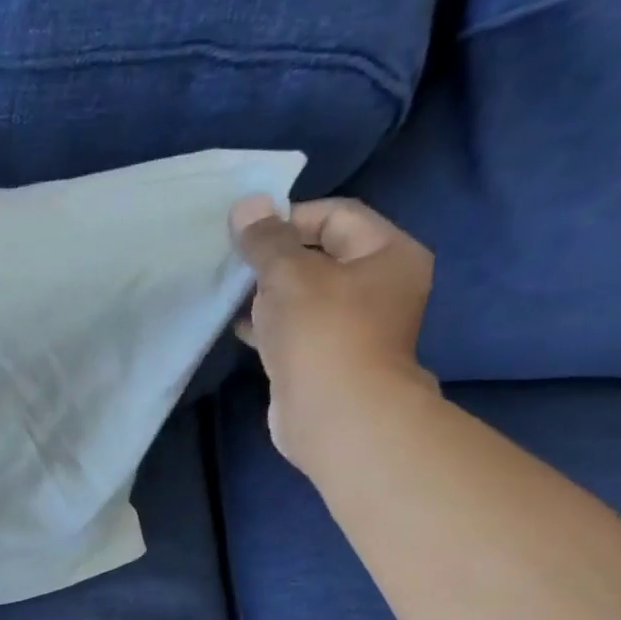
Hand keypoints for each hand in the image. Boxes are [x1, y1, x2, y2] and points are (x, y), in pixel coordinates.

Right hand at [229, 196, 438, 471]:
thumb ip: (266, 240)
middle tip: (235, 263)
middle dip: (276, 257)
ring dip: (269, 292)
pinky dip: (270, 324)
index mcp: (389, 254)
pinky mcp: (328, 358)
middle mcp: (380, 286)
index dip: (290, 218)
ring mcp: (355, 326)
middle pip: (321, 255)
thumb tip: (246, 204)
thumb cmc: (322, 333)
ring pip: (305, 295)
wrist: (336, 415)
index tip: (247, 234)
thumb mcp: (289, 274)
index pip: (337, 215)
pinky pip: (297, 329)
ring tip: (231, 292)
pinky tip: (239, 325)